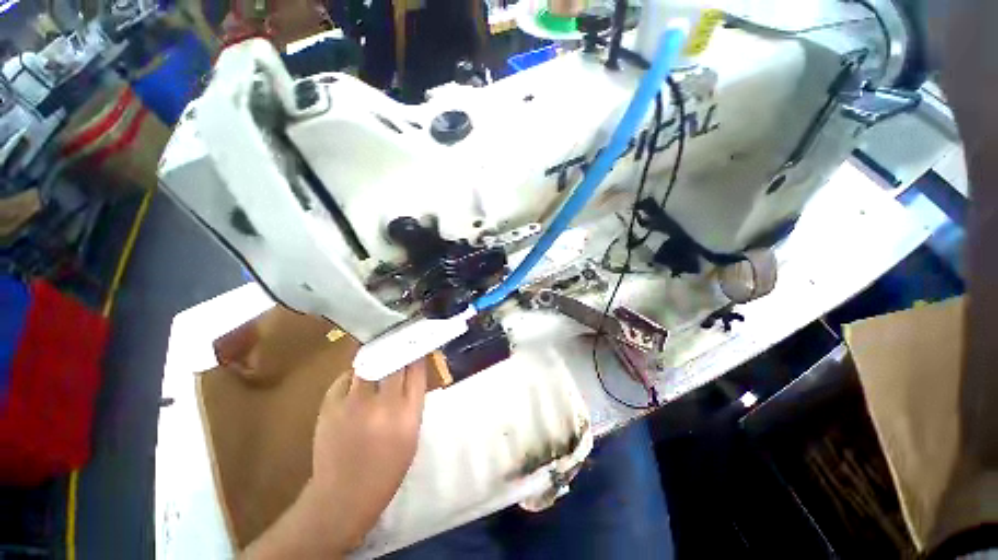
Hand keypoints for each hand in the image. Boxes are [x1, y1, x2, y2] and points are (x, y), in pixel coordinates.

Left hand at [243, 360, 427, 558]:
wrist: (343, 495)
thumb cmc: (387, 467)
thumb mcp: (412, 433)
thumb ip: (413, 399)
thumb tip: (412, 368)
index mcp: (408, 413)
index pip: (416, 368)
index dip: (416, 351)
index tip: (415, 342)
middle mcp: (382, 404)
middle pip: (393, 359)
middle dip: (397, 347)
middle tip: (398, 340)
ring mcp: (353, 403)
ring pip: (368, 362)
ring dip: (374, 357)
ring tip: (378, 354)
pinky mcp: (329, 405)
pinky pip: (346, 377)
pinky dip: (354, 375)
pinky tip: (357, 382)